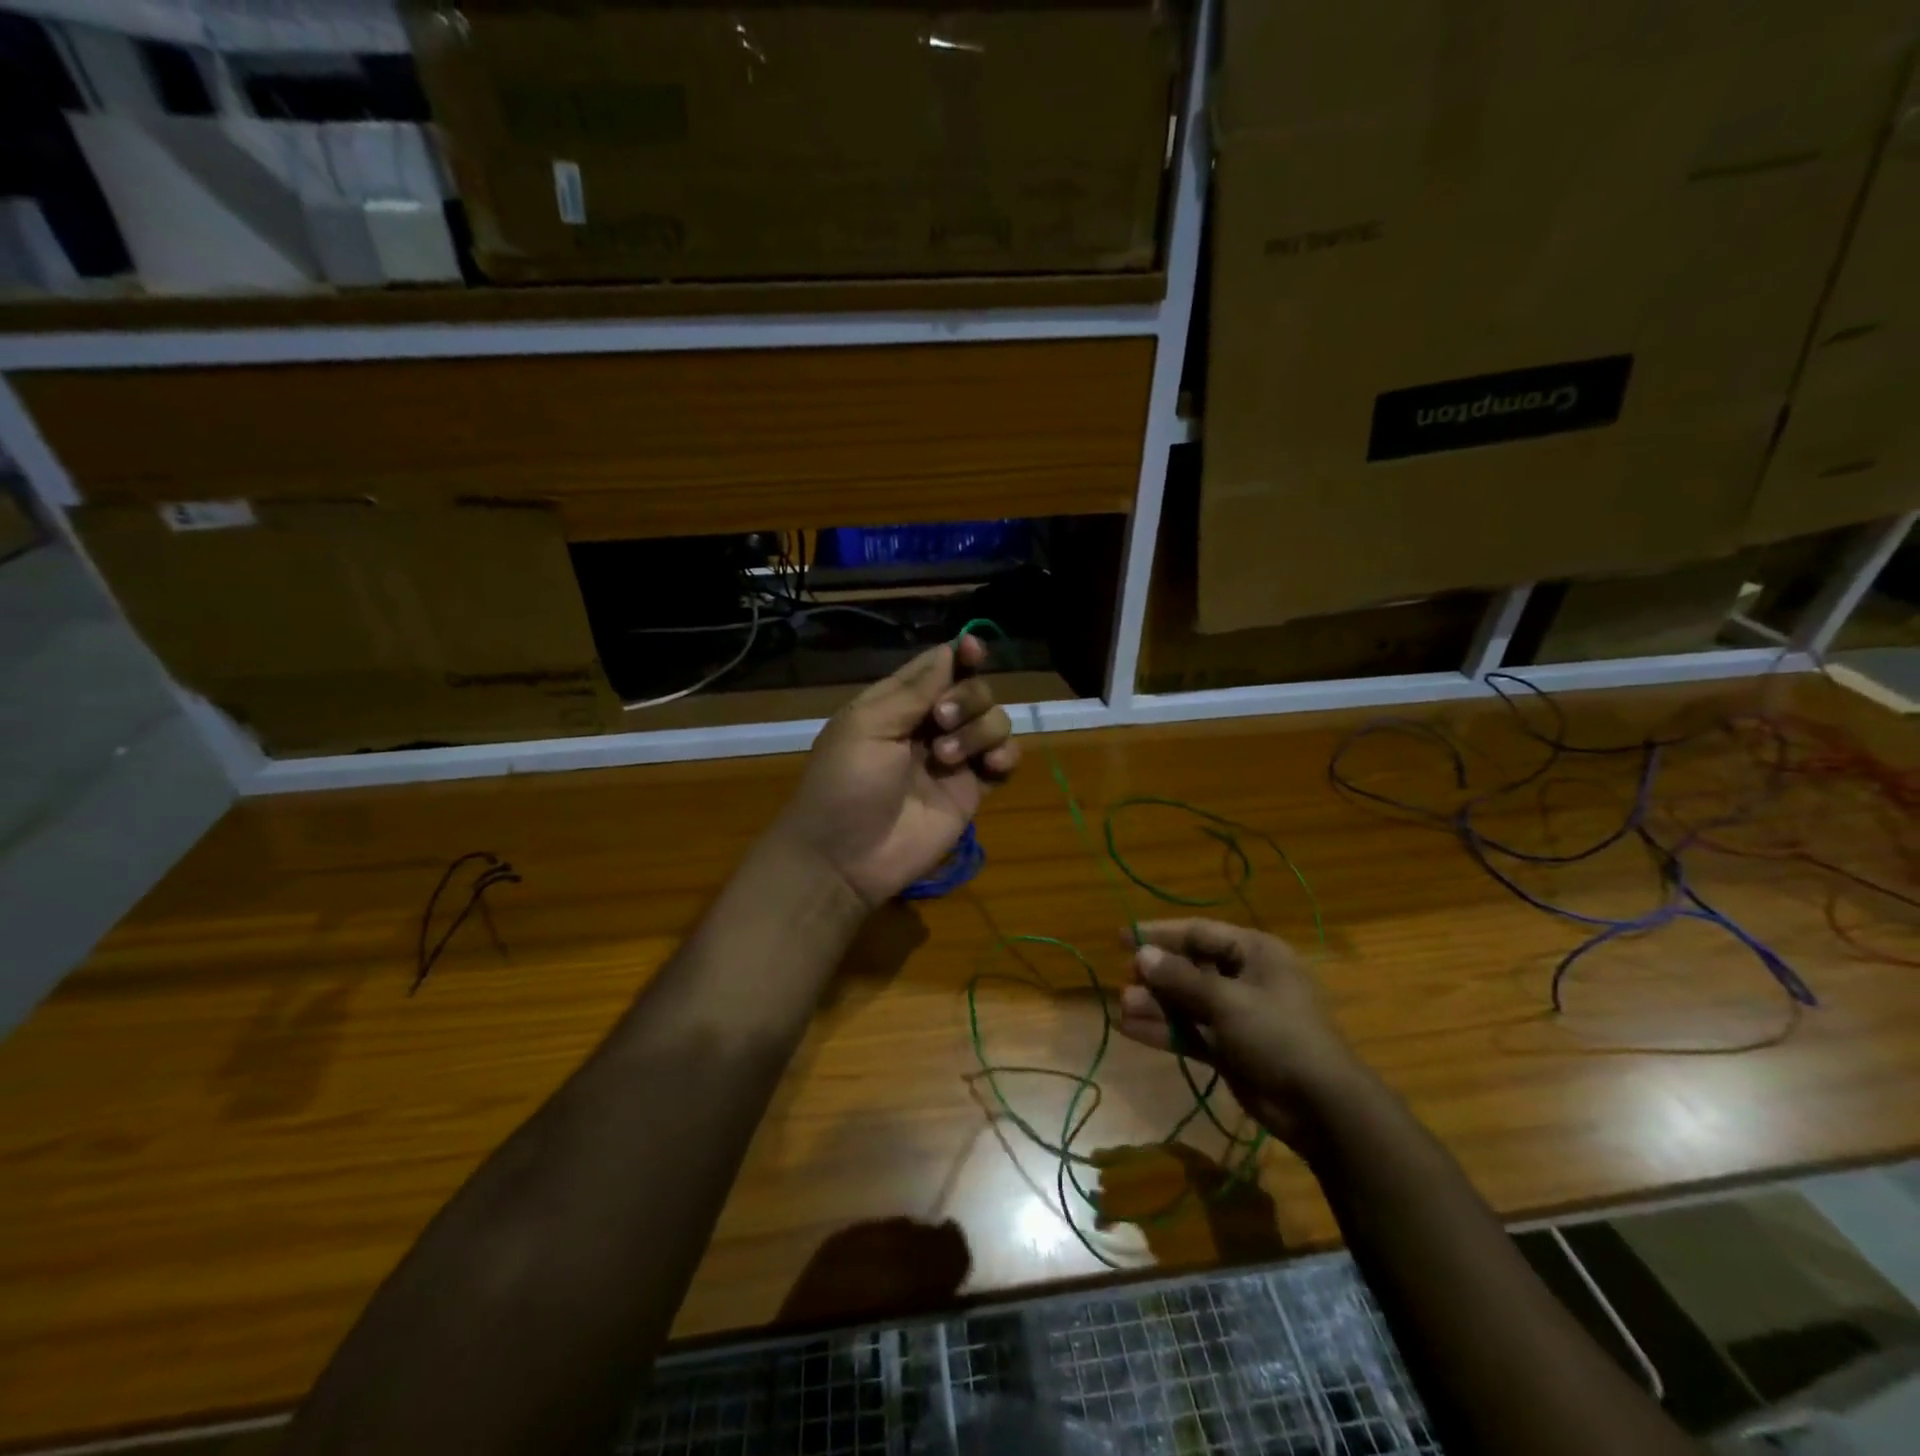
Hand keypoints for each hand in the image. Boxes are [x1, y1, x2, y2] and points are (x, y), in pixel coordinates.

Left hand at [775, 635, 1018, 907]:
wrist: (845, 858)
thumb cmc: (845, 784)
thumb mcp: (867, 726)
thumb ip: (912, 689)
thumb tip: (949, 650)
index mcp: (897, 704)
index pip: (938, 667)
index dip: (961, 655)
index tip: (974, 649)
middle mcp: (928, 726)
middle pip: (973, 690)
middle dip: (967, 697)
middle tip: (942, 720)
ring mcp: (953, 759)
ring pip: (993, 721)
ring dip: (980, 729)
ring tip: (947, 757)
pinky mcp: (971, 791)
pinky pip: (1004, 760)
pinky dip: (1005, 755)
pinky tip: (990, 766)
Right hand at [1115, 919, 1377, 1152]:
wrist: (1320, 1107)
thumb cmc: (1277, 1035)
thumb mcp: (1227, 1000)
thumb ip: (1181, 978)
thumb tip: (1141, 955)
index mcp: (1255, 953)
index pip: (1199, 933)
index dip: (1160, 934)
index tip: (1123, 937)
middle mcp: (1245, 978)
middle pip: (1191, 967)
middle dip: (1157, 975)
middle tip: (1125, 980)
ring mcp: (1237, 1015)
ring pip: (1187, 1002)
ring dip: (1156, 1004)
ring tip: (1123, 1007)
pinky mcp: (1230, 1048)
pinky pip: (1191, 1031)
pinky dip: (1165, 1030)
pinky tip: (1130, 1029)